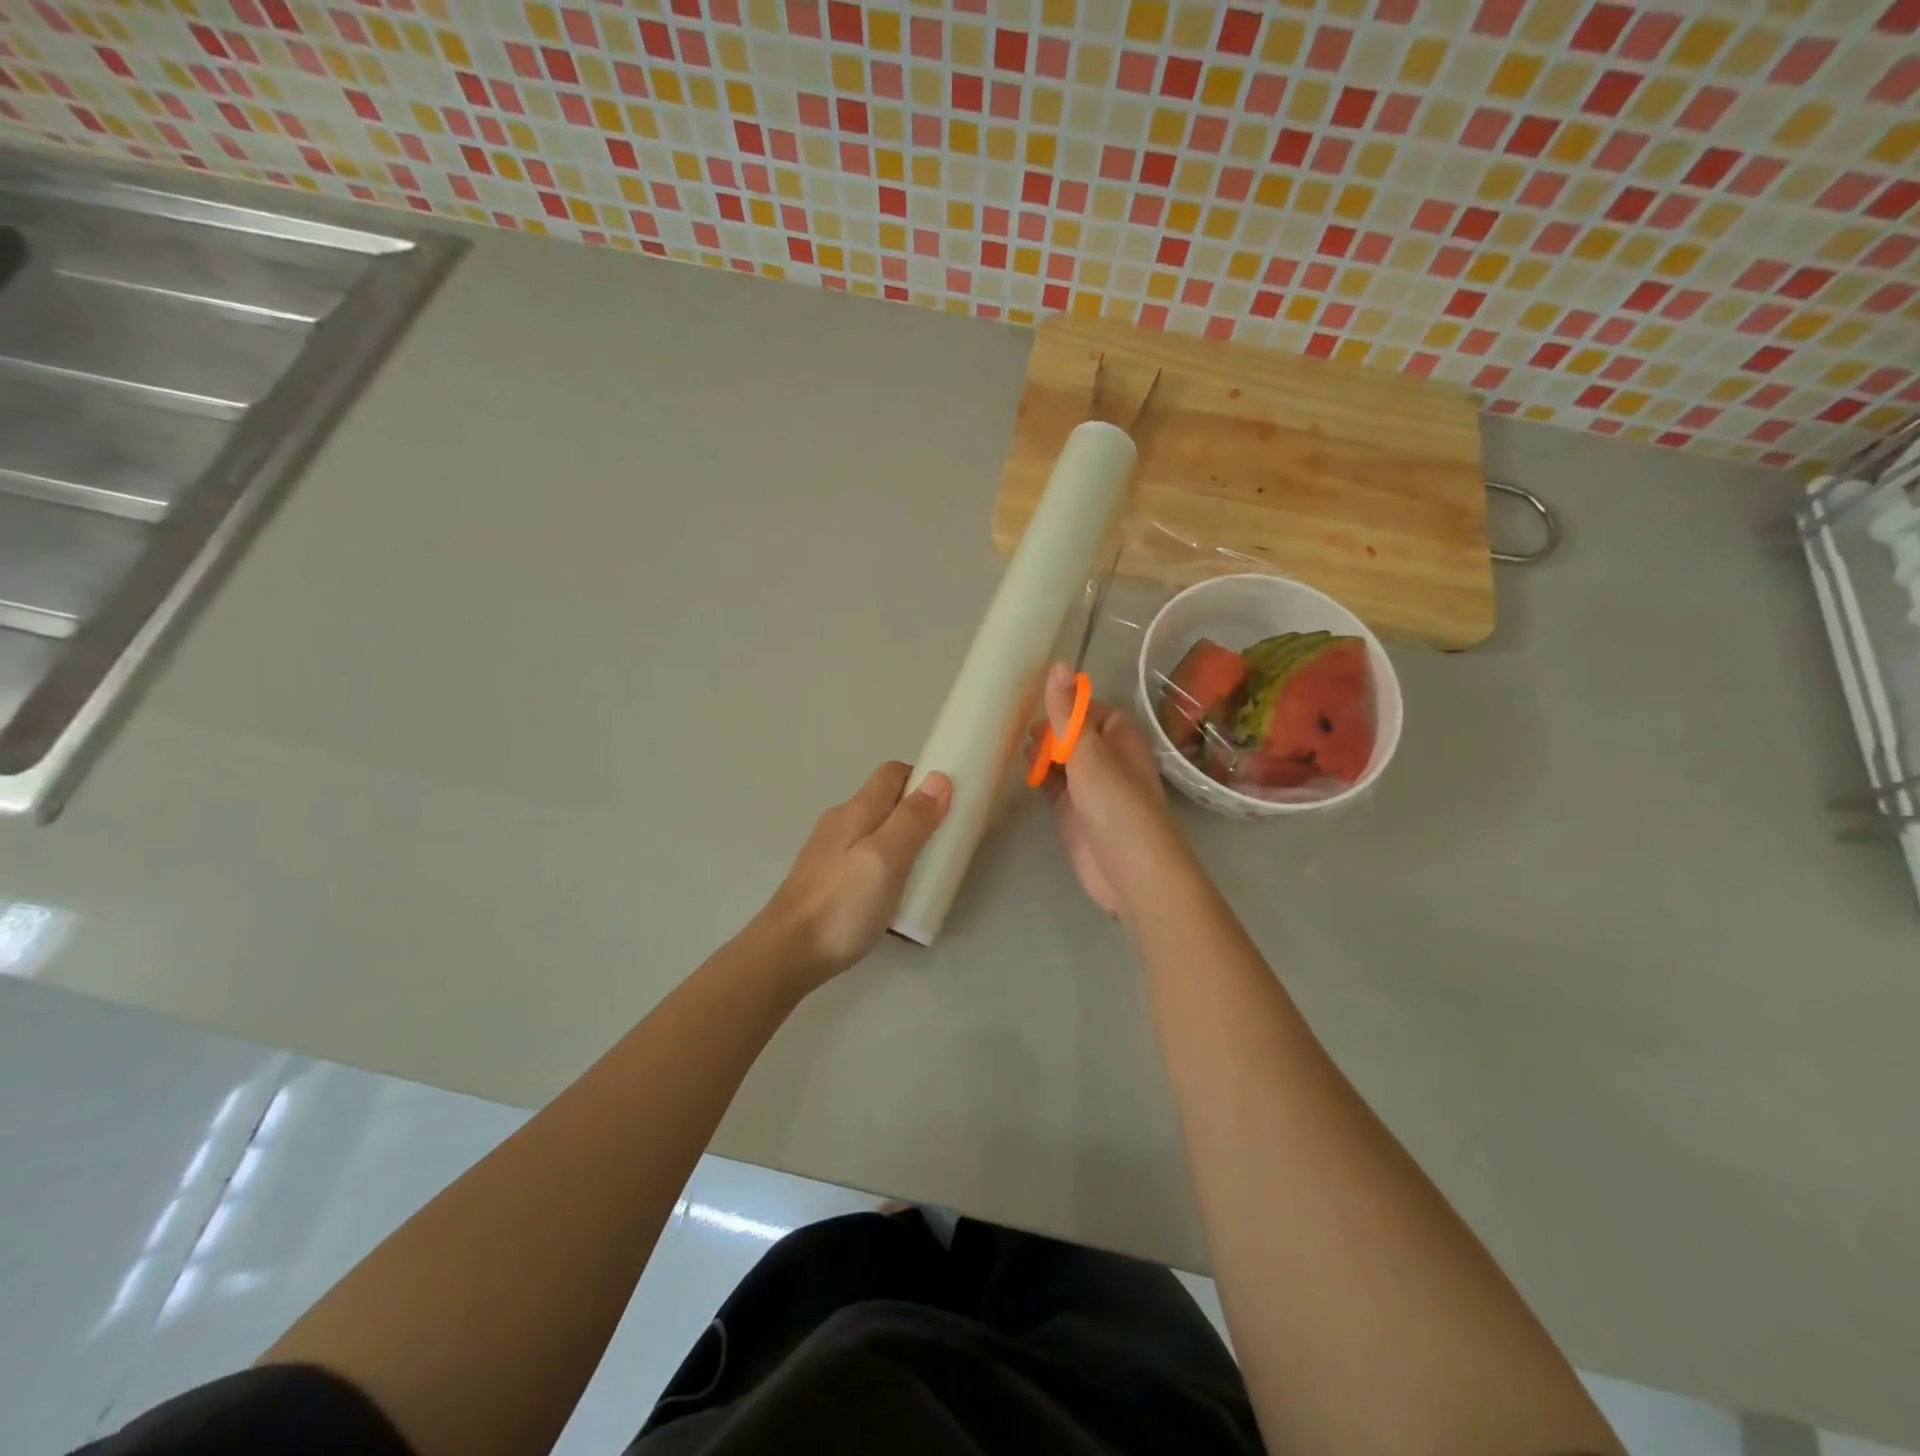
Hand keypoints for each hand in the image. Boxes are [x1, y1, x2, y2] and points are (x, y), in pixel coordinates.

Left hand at [752, 762, 951, 990]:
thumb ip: (912, 819)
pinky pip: (863, 857)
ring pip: (874, 831)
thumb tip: (939, 777)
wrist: (786, 953)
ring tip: (921, 874)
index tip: (948, 807)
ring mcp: (829, 850)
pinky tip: (890, 894)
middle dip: (917, 814)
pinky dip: (884, 864)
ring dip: (902, 842)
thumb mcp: (886, 859)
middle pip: (885, 801)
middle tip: (941, 846)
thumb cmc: (842, 905)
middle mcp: (840, 821)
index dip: (923, 780)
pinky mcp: (825, 877)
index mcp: (857, 809)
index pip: (893, 773)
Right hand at [1029, 663, 1187, 917]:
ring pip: (1062, 761)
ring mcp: (1090, 789)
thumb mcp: (1089, 754)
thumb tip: (1058, 665)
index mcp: (1121, 740)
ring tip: (1020, 752)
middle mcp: (1107, 761)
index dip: (1069, 706)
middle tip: (1024, 734)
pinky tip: (1023, 774)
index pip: (1093, 711)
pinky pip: (1054, 787)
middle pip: (1074, 735)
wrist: (1132, 873)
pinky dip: (1039, 778)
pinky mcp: (1073, 814)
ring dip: (1042, 754)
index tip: (1039, 703)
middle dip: (1050, 731)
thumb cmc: (1117, 806)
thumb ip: (1068, 714)